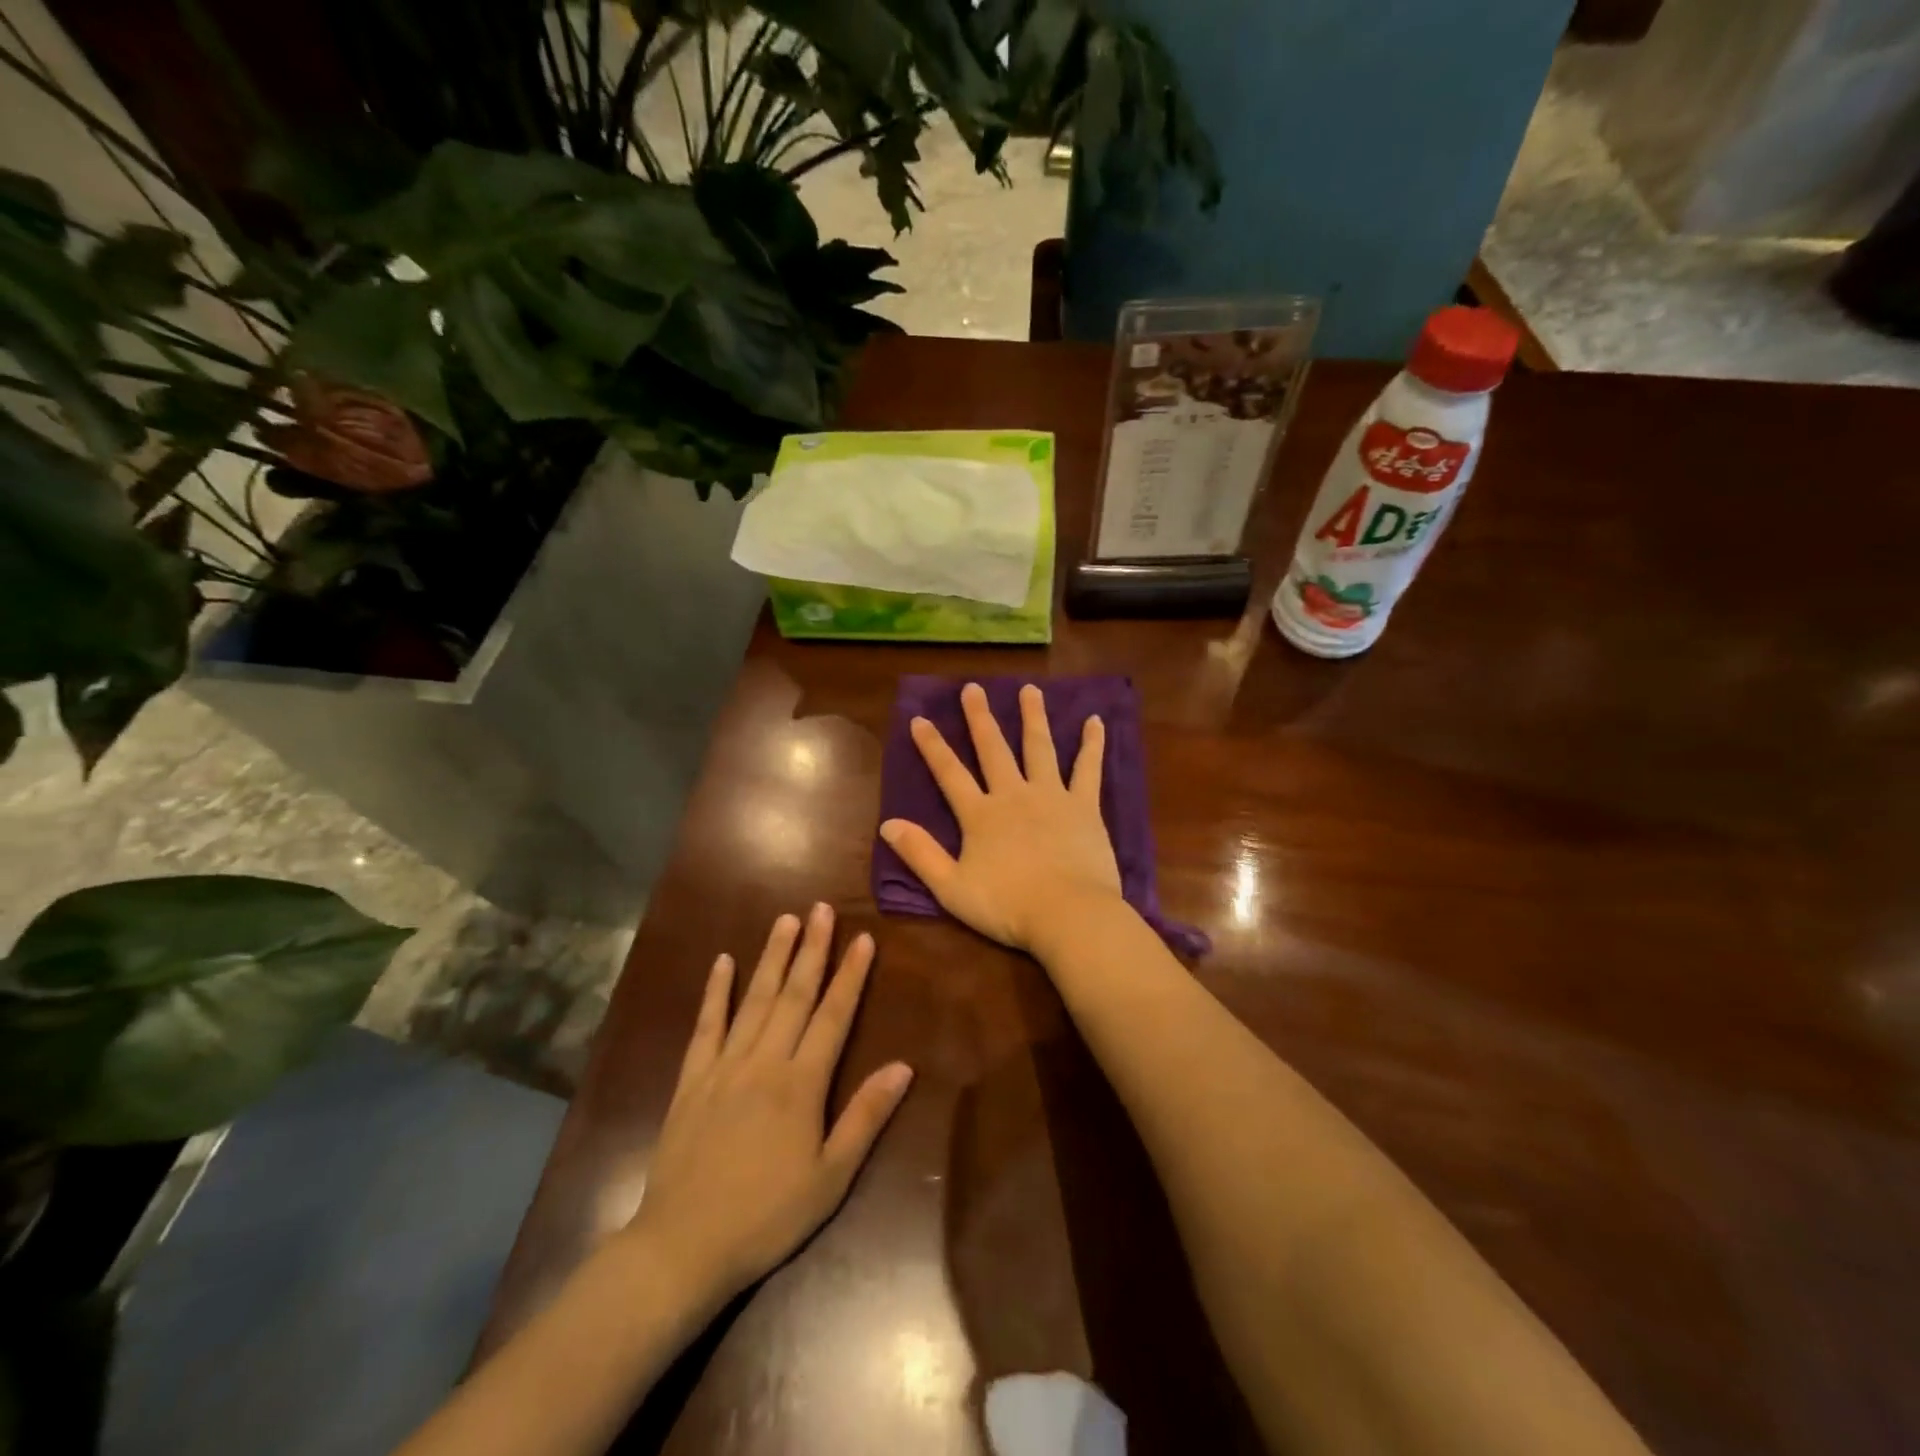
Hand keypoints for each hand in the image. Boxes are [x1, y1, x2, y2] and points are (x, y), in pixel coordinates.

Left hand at [628, 905, 912, 1300]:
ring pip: (754, 1000)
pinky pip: (706, 1026)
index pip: (834, 1016)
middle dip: (812, 949)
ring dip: (772, 957)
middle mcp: (764, 1062)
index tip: (863, 938)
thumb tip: (903, 1066)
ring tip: (786, 920)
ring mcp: (724, 1067)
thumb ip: (866, 1117)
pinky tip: (723, 963)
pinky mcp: (691, 1080)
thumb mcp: (831, 1177)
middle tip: (822, 908)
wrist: (682, 1247)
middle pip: (794, 995)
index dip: (851, 975)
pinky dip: (715, 992)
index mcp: (801, 1084)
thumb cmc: (767, 1216)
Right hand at [880, 682, 1122, 951]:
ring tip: (1029, 689)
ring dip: (1033, 717)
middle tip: (973, 688)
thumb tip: (887, 824)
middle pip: (993, 749)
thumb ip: (920, 854)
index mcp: (980, 815)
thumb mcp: (951, 887)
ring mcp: (1051, 796)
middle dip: (980, 718)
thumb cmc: (1007, 906)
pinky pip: (1088, 769)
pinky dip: (1091, 744)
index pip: (950, 773)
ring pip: (1039, 748)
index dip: (933, 746)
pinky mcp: (1084, 806)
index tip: (920, 719)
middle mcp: (1013, 795)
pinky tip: (1095, 721)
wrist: (1067, 914)